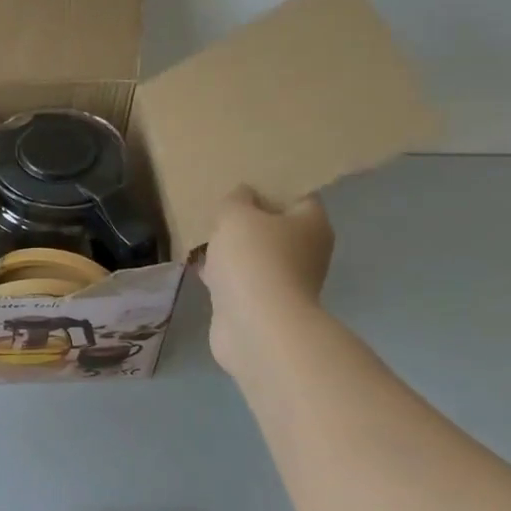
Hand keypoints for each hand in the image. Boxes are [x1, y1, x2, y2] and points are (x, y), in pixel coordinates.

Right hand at [201, 186, 334, 380]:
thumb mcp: (237, 215)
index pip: (297, 196)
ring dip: (232, 249)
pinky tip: (198, 266)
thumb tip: (242, 197)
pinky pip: (239, 280)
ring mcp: (284, 282)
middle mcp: (305, 252)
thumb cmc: (254, 260)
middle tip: (217, 209)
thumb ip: (236, 199)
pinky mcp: (260, 305)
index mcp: (311, 224)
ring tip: (201, 236)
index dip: (270, 187)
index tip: (241, 183)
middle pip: (274, 227)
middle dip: (247, 220)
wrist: (255, 326)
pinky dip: (222, 274)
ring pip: (255, 256)